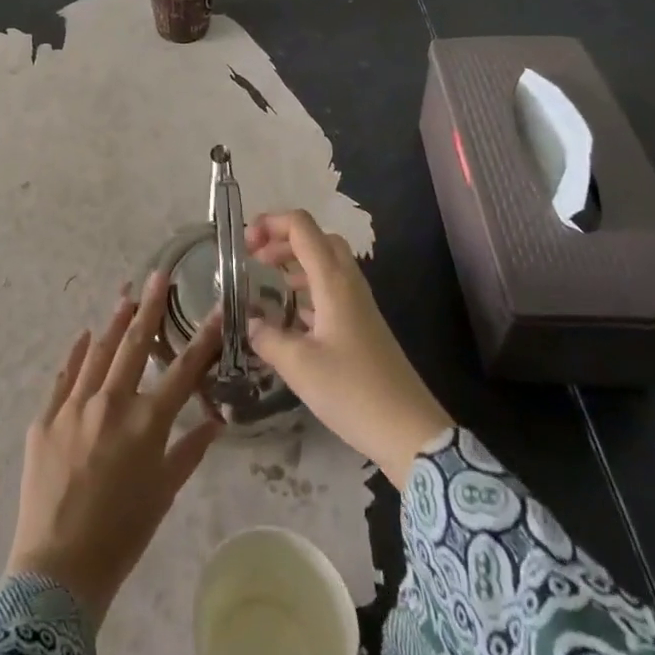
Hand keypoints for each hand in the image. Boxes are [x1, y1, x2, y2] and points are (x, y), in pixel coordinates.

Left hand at [6, 270, 223, 626]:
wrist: (58, 569)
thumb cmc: (122, 535)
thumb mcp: (164, 494)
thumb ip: (190, 452)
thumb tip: (216, 421)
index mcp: (146, 422)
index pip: (182, 369)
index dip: (203, 338)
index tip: (216, 309)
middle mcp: (111, 402)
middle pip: (135, 344)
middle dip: (150, 306)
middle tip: (158, 274)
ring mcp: (74, 406)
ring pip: (98, 351)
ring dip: (114, 322)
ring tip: (126, 296)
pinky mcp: (45, 418)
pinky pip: (64, 376)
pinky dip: (76, 354)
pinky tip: (84, 335)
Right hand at [244, 210, 453, 489]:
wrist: (410, 431)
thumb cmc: (353, 391)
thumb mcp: (299, 365)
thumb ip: (267, 337)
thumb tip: (248, 321)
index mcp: (333, 281)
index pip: (301, 226)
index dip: (270, 223)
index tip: (244, 245)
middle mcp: (348, 283)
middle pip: (316, 238)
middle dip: (282, 239)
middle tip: (255, 259)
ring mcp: (359, 303)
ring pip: (326, 262)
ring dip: (295, 261)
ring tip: (268, 282)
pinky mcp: (363, 324)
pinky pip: (332, 288)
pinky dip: (308, 287)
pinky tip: (291, 314)